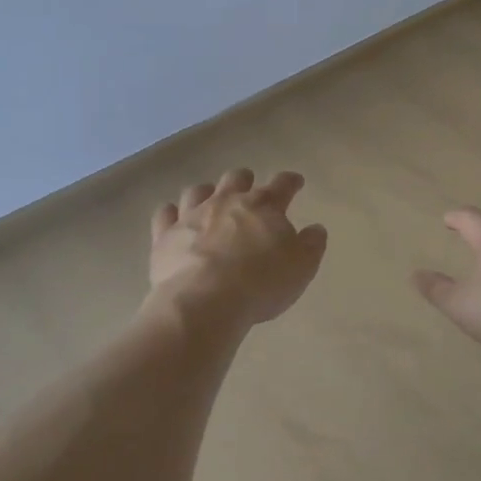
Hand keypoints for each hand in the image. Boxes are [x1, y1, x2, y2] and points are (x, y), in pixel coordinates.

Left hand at [145, 168, 328, 330]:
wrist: (205, 301)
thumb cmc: (261, 282)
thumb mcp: (301, 267)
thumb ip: (311, 244)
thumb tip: (315, 229)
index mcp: (264, 206)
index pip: (282, 185)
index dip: (290, 182)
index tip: (295, 182)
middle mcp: (226, 202)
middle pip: (236, 179)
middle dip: (245, 181)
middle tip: (249, 189)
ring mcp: (192, 216)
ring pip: (198, 191)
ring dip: (207, 192)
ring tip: (210, 200)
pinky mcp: (165, 236)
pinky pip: (164, 215)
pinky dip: (170, 213)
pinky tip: (173, 217)